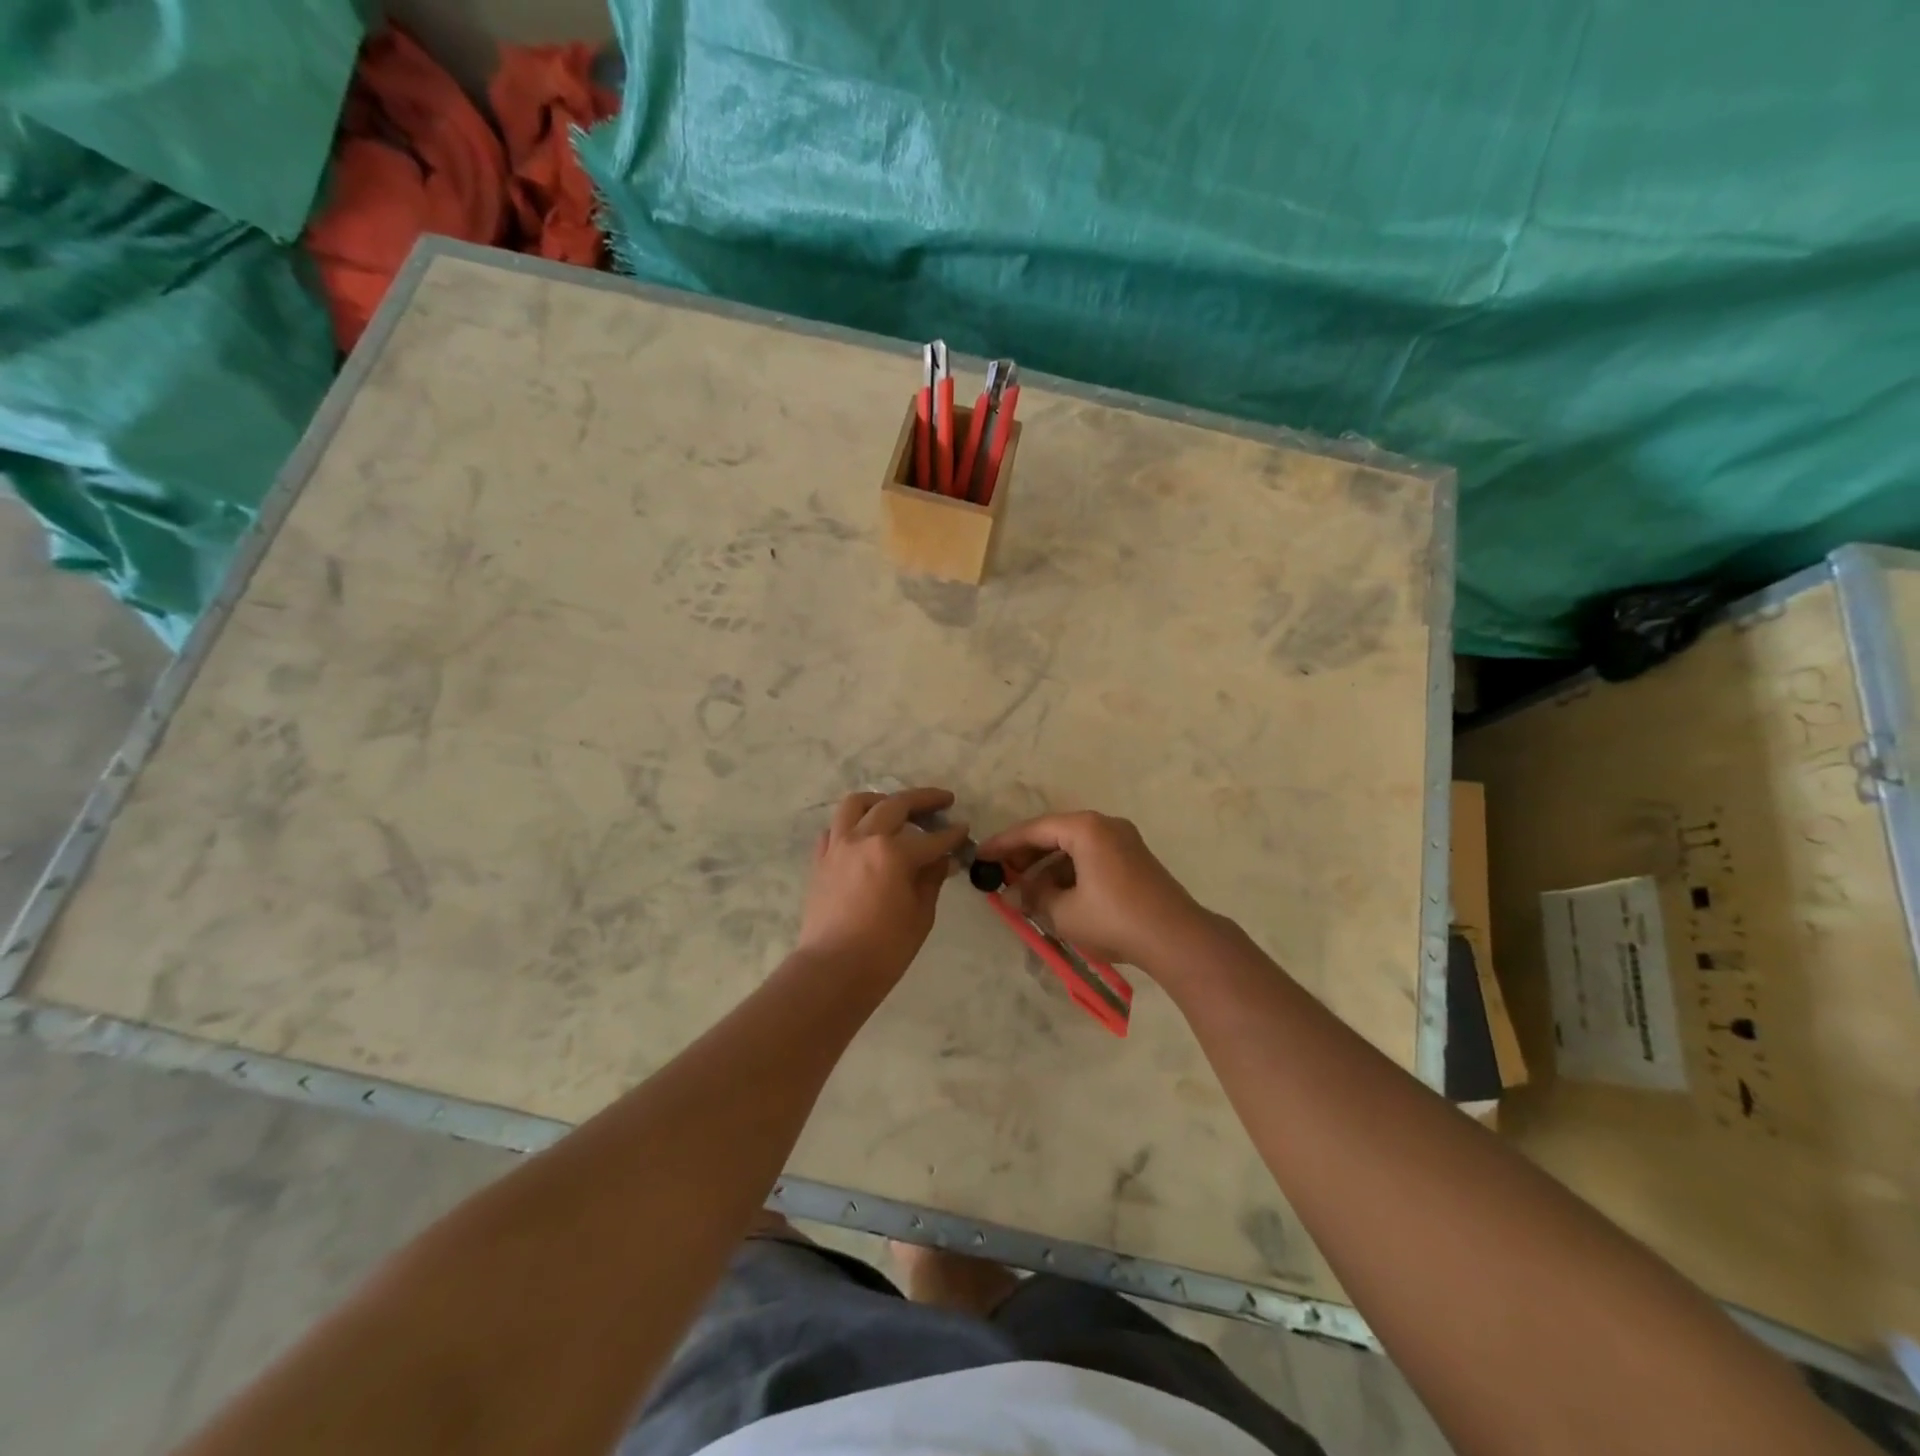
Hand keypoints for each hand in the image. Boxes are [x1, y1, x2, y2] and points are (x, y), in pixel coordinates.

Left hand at [797, 787, 968, 982]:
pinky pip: (834, 830)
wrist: (833, 970)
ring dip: (880, 800)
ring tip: (894, 806)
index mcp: (894, 853)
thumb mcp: (920, 915)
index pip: (932, 838)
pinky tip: (862, 836)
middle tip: (942, 801)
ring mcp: (837, 846)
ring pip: (856, 804)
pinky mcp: (820, 860)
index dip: (952, 835)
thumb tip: (941, 860)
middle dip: (923, 799)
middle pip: (895, 805)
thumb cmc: (884, 949)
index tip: (964, 830)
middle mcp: (864, 839)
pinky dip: (850, 826)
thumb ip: (931, 880)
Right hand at [974, 811, 1207, 969]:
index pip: (1034, 829)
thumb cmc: (1113, 919)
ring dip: (1048, 867)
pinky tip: (1057, 897)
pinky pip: (1091, 858)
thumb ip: (1034, 898)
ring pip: (1073, 847)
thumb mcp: (1064, 912)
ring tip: (1027, 892)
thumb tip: (1014, 895)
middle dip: (1026, 855)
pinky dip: (1070, 872)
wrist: (1176, 938)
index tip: (980, 855)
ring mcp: (1124, 841)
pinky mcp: (1134, 860)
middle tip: (1001, 874)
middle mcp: (1105, 826)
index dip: (1004, 844)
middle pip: (1054, 834)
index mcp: (1086, 828)